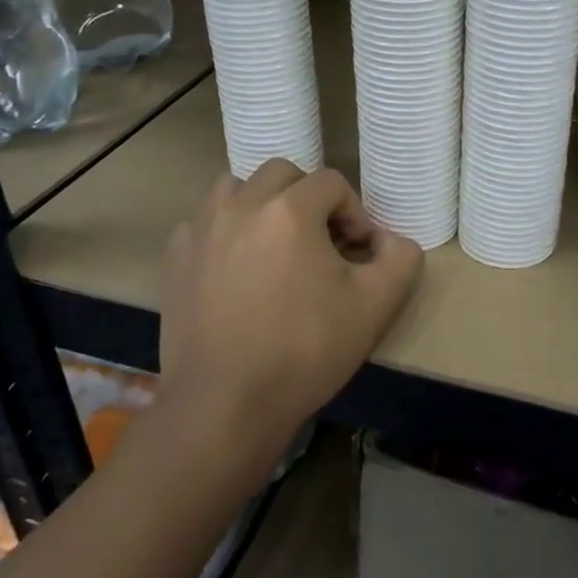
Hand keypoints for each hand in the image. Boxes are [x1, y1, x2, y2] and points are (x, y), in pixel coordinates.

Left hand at [157, 161, 423, 468]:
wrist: (225, 404)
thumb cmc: (305, 351)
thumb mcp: (376, 306)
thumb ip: (401, 258)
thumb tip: (390, 241)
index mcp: (289, 210)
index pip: (332, 183)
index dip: (354, 213)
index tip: (359, 253)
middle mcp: (241, 204)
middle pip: (283, 173)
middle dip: (309, 198)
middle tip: (321, 243)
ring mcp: (202, 229)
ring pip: (237, 187)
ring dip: (262, 203)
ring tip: (276, 244)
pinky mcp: (176, 258)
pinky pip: (205, 222)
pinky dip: (226, 231)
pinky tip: (236, 269)